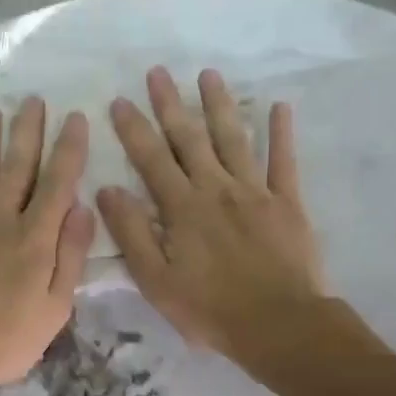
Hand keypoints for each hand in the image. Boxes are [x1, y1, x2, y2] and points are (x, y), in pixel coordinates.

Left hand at [0, 98, 94, 395]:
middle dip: (27, 132)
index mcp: (35, 238)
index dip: (68, 150)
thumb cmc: (4, 339)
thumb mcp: (54, 309)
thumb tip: (84, 209)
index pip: (57, 184)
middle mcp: (0, 219)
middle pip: (17, 167)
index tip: (75, 119)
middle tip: (33, 100)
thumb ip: (70, 257)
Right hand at [96, 67, 326, 360]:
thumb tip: (108, 190)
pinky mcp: (287, 204)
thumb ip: (132, 234)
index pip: (152, 160)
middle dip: (171, 105)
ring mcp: (255, 192)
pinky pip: (284, 162)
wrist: (277, 323)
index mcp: (182, 209)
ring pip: (233, 140)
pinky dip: (281, 134)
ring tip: (208, 75)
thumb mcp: (156, 280)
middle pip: (190, 139)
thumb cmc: (209, 309)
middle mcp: (216, 189)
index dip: (133, 129)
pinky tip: (279, 107)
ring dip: (219, 106)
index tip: (119, 101)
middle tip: (158, 72)